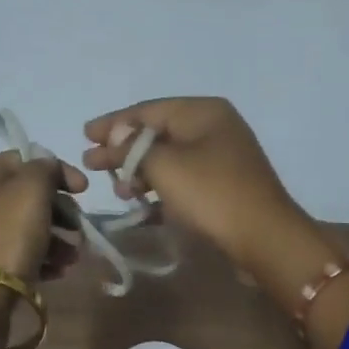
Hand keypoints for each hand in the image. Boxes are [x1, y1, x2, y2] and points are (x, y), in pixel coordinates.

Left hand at [0, 149, 86, 284]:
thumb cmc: (6, 238)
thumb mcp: (30, 191)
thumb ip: (44, 169)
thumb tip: (49, 168)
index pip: (23, 160)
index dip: (57, 171)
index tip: (83, 190)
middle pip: (27, 197)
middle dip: (61, 212)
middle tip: (79, 229)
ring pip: (28, 228)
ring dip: (58, 239)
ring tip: (74, 257)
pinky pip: (22, 255)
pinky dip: (44, 259)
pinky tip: (60, 271)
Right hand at [80, 97, 301, 272]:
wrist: (263, 237)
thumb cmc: (211, 194)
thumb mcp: (164, 165)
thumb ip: (133, 147)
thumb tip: (116, 135)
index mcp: (203, 111)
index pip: (148, 110)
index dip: (113, 123)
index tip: (84, 136)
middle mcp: (214, 128)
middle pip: (158, 133)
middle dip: (123, 150)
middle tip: (92, 164)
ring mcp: (221, 158)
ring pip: (169, 159)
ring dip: (140, 172)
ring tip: (117, 190)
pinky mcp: (222, 187)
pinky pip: (182, 180)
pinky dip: (160, 188)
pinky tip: (141, 203)